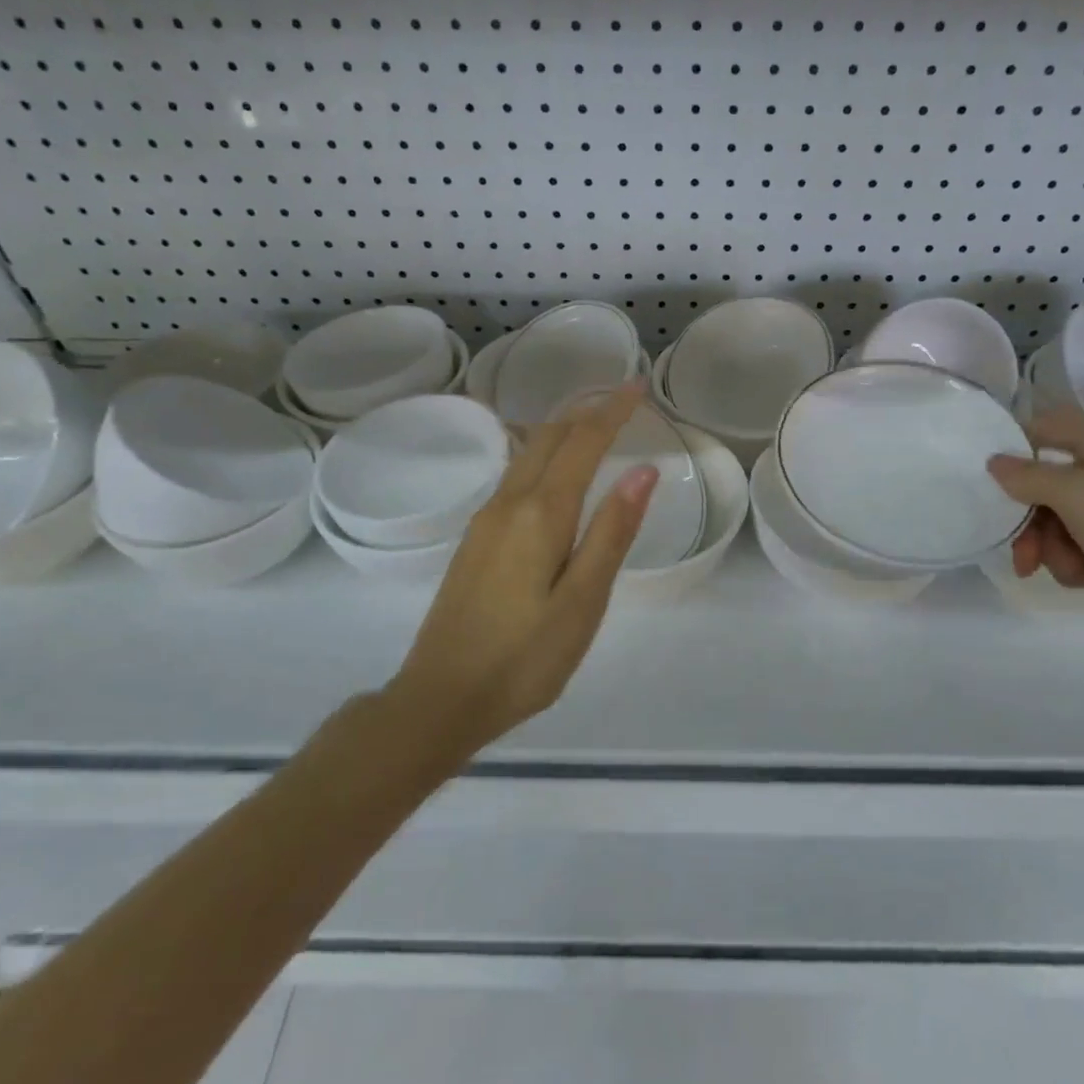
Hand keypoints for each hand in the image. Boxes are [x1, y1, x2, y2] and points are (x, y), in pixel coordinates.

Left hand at [389, 383, 658, 744]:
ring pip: (526, 454)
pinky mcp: (474, 540)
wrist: (440, 697)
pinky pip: (514, 476)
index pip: (582, 443)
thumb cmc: (524, 659)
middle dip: (586, 411)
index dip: (612, 411)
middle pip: (548, 437)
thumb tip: (643, 472)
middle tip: (623, 398)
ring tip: (596, 424)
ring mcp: (485, 520)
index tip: (639, 386)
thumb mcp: (582, 602)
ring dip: (563, 431)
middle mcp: (507, 504)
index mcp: (539, 514)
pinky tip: (554, 472)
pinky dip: (543, 457)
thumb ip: (612, 532)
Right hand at [987, 408, 1083, 640]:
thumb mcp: (1073, 492)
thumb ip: (1027, 475)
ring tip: (1074, 569)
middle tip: (1023, 554)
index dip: (1015, 450)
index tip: (991, 484)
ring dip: (1054, 548)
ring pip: (1060, 520)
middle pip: (1047, 483)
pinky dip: (1078, 563)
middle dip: (1031, 521)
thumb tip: (994, 462)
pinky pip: (1082, 546)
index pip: (1044, 427)